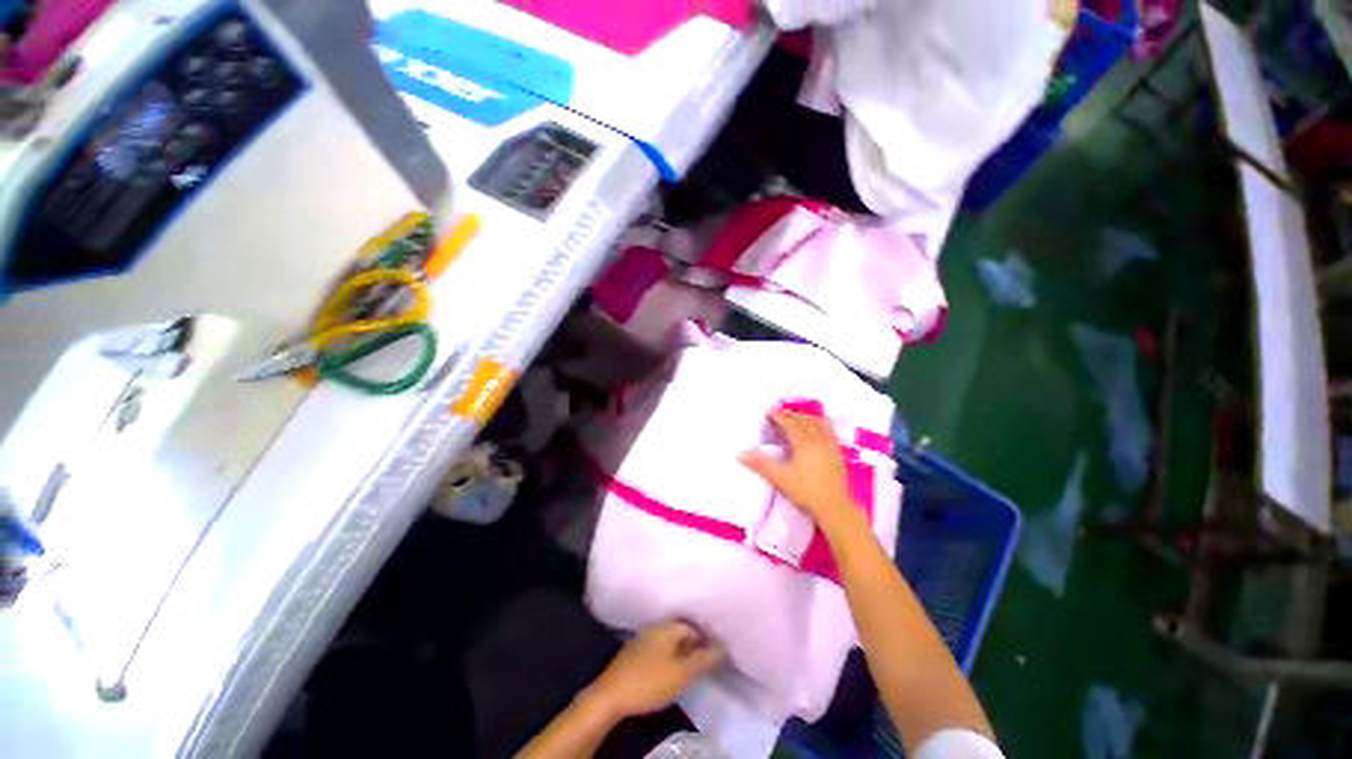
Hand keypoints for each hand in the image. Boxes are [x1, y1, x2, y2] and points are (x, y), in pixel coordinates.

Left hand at [586, 620, 724, 718]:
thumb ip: (704, 658)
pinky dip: (667, 657)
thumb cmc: (650, 682)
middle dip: (693, 646)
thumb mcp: (683, 673)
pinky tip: (667, 673)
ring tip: (687, 671)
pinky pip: (658, 649)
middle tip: (701, 667)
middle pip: (682, 632)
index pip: (695, 627)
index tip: (713, 659)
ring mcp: (643, 637)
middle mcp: (656, 625)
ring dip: (680, 653)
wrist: (610, 696)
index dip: (706, 641)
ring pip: (669, 641)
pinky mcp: (634, 652)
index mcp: (669, 626)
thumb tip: (723, 645)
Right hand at [739, 409, 856, 529]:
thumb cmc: (806, 492)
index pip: (789, 423)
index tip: (768, 411)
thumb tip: (740, 454)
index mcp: (804, 442)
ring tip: (796, 418)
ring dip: (805, 417)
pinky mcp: (837, 452)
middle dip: (790, 415)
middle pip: (803, 420)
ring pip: (817, 422)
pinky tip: (816, 429)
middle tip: (778, 414)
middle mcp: (818, 439)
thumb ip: (761, 464)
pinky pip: (828, 429)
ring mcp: (830, 445)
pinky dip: (819, 423)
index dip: (778, 416)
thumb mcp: (780, 478)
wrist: (835, 507)